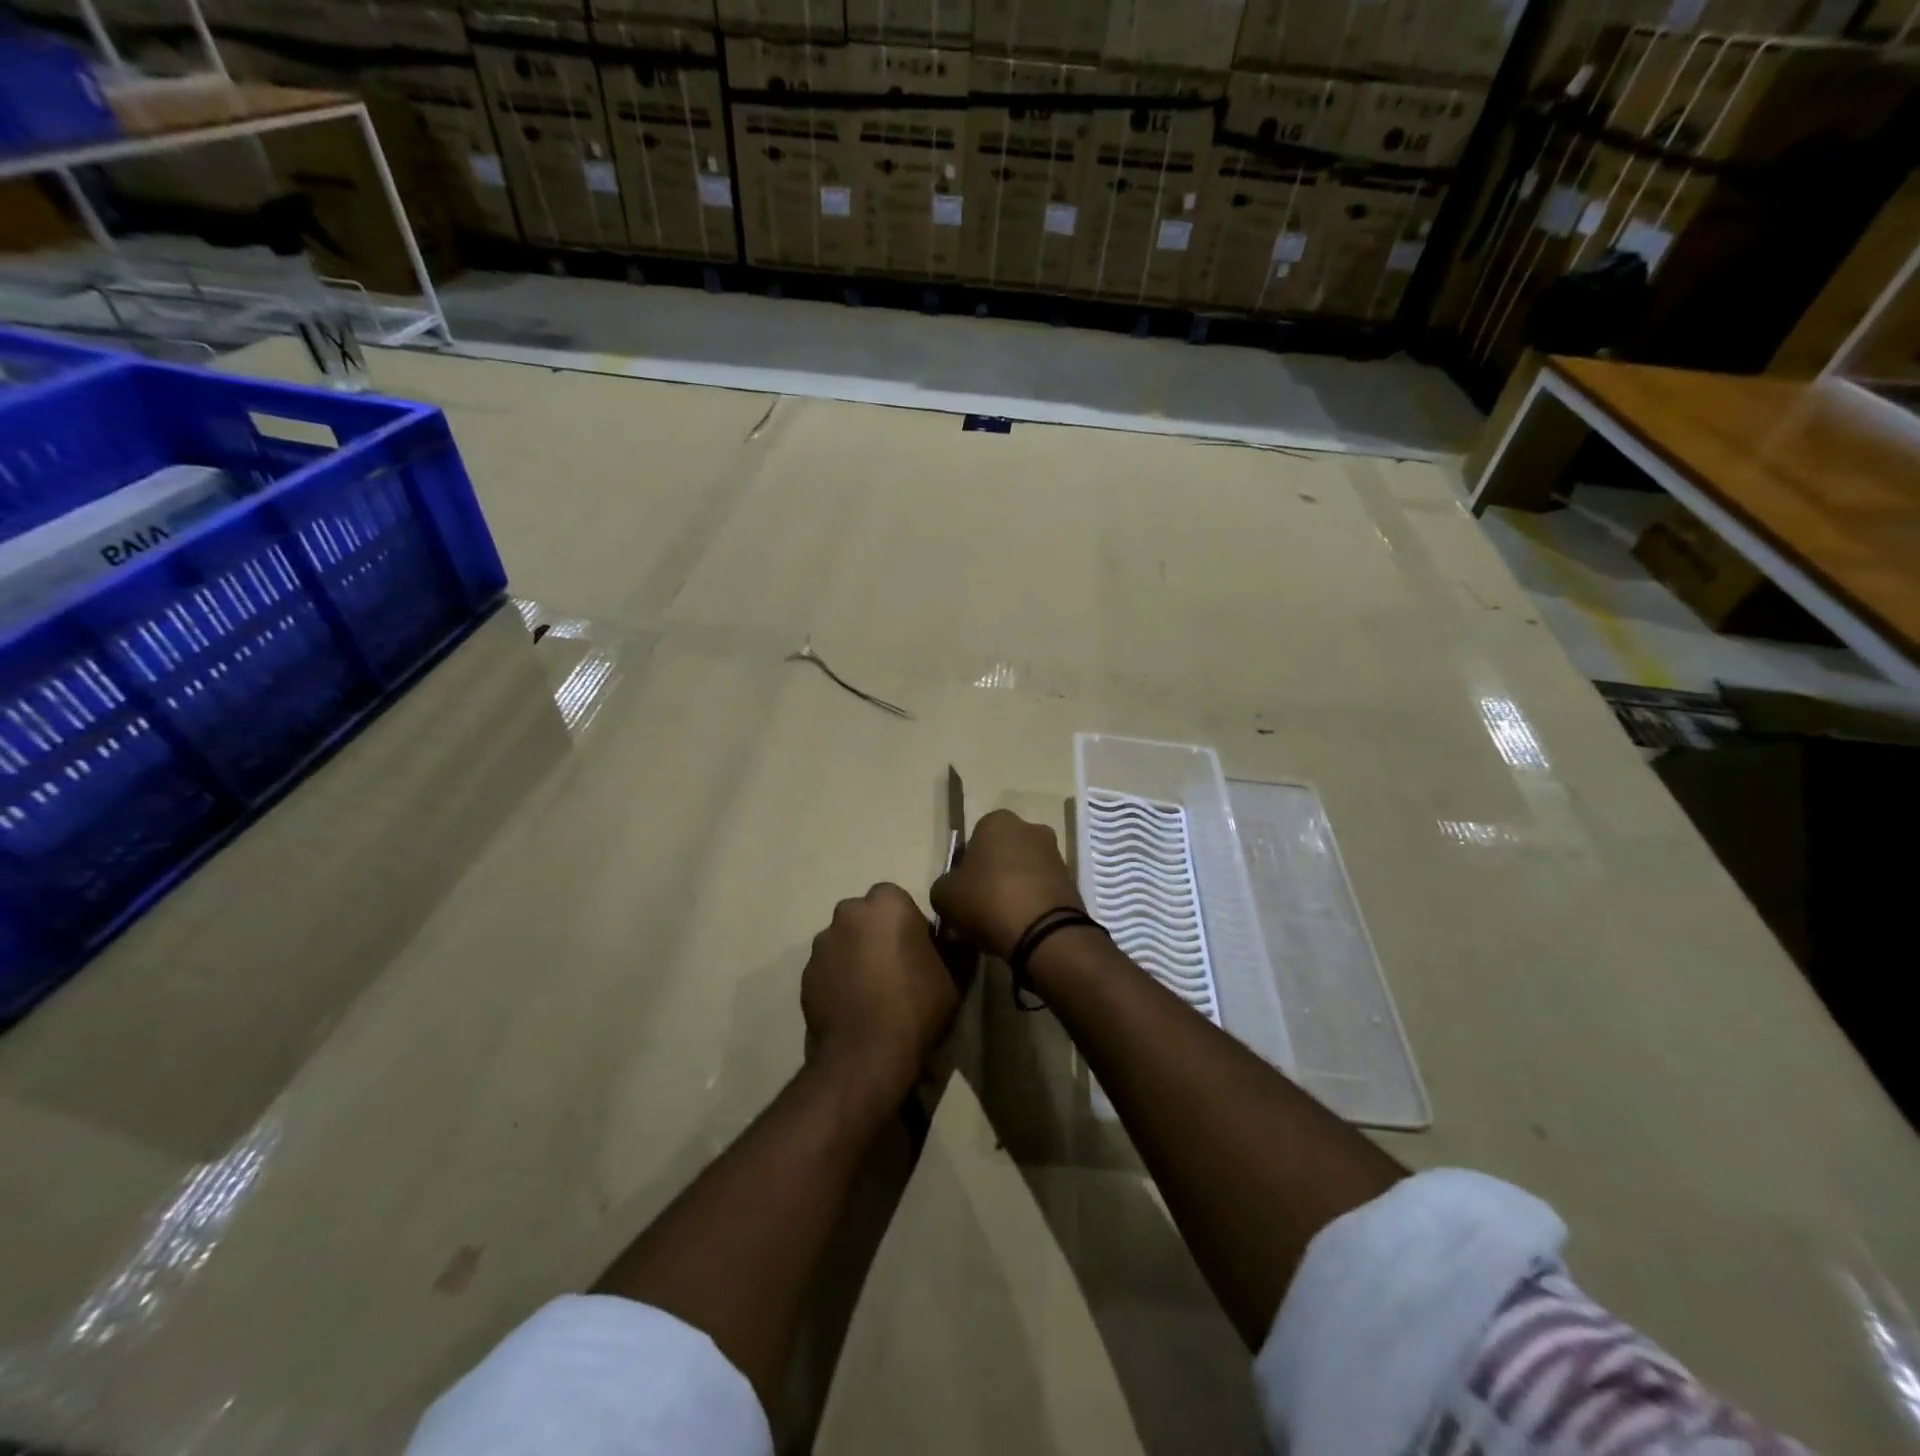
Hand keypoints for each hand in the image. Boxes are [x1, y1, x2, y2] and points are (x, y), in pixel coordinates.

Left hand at [802, 884, 958, 1105]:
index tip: (918, 950)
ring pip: (844, 941)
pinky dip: (839, 979)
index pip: (897, 899)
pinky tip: (854, 1006)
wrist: (866, 1053)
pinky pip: (828, 967)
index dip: (908, 923)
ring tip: (872, 992)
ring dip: (856, 955)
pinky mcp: (806, 973)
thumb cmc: (917, 1005)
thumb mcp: (956, 975)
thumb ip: (954, 946)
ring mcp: (823, 943)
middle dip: (877, 934)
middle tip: (895, 968)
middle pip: (866, 917)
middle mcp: (849, 913)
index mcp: (887, 904)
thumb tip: (953, 937)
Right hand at [931, 809, 1082, 960]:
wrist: (1044, 932)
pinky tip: (1021, 926)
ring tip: (1001, 921)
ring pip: (1024, 870)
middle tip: (980, 905)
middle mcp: (1030, 829)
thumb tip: (953, 889)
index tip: (963, 890)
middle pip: (1002, 853)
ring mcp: (1055, 853)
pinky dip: (1032, 903)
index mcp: (998, 822)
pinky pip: (1042, 889)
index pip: (974, 839)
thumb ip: (944, 885)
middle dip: (993, 874)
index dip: (966, 866)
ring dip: (1014, 888)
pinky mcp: (1071, 880)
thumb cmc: (987, 901)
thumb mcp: (944, 896)